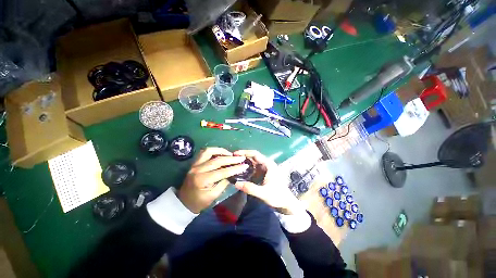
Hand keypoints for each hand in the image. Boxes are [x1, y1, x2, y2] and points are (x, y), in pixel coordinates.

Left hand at [179, 147, 248, 212]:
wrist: (183, 202)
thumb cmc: (199, 202)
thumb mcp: (213, 196)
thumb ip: (224, 183)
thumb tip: (233, 173)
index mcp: (202, 180)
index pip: (222, 172)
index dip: (235, 168)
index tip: (245, 165)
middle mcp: (198, 169)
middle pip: (217, 160)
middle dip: (231, 159)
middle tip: (241, 158)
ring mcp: (195, 164)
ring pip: (209, 151)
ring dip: (222, 151)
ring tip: (231, 154)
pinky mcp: (195, 162)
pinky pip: (204, 152)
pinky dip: (214, 150)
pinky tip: (221, 153)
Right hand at [233, 150, 304, 214]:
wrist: (286, 203)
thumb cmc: (277, 196)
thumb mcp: (263, 193)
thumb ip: (250, 188)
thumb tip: (236, 183)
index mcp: (269, 165)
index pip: (255, 154)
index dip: (245, 152)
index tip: (235, 153)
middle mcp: (267, 164)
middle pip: (253, 157)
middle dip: (243, 156)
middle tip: (232, 159)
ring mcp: (266, 168)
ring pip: (253, 162)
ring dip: (244, 162)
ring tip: (234, 164)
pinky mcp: (264, 173)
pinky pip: (254, 168)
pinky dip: (247, 168)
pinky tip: (241, 171)